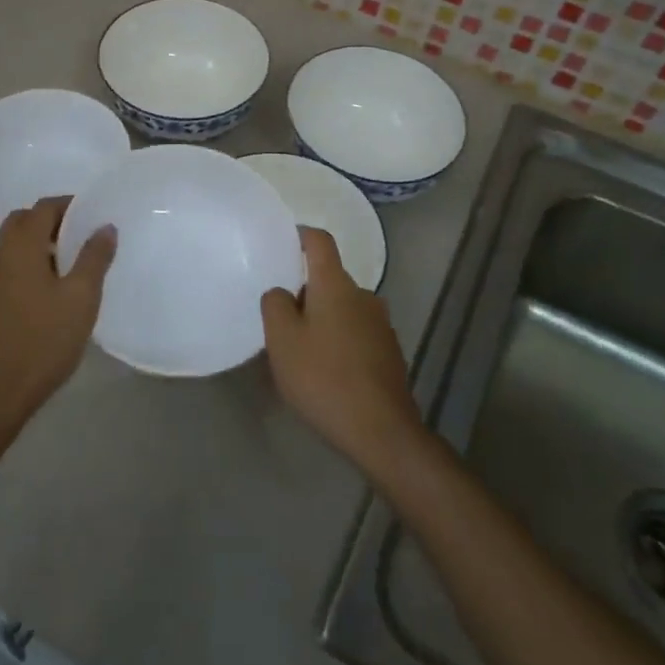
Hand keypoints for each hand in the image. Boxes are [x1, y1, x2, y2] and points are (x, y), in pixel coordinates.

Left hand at [0, 197, 116, 428]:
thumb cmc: (45, 338)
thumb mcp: (81, 297)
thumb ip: (95, 257)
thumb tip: (105, 226)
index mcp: (21, 246)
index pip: (44, 207)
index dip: (70, 205)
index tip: (95, 215)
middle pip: (24, 220)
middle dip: (52, 220)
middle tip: (82, 235)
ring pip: (13, 243)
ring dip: (39, 241)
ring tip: (71, 261)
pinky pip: (8, 263)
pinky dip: (28, 260)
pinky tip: (50, 287)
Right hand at [261, 228, 423, 470]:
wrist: (380, 430)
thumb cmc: (323, 377)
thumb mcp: (282, 341)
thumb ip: (275, 305)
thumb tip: (281, 292)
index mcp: (335, 285)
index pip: (320, 241)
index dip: (301, 235)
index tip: (283, 242)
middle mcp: (363, 295)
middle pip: (329, 279)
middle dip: (305, 292)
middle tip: (280, 318)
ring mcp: (381, 324)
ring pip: (343, 308)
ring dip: (323, 319)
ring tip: (301, 350)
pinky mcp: (389, 352)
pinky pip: (356, 333)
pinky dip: (339, 341)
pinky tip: (327, 371)